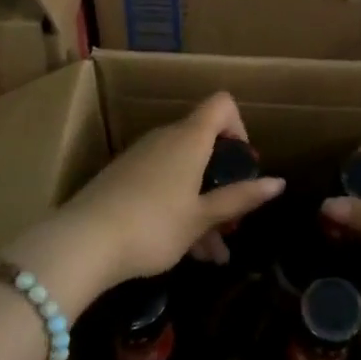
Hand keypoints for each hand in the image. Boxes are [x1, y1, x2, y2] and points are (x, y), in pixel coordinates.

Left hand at [17, 93, 282, 309]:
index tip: (243, 164)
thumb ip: (240, 198)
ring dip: (203, 206)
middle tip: (233, 220)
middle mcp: (165, 138)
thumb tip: (279, 182)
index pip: (222, 104)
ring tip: (214, 255)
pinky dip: (178, 208)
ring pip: (184, 172)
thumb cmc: (153, 225)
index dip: (239, 127)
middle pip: (204, 144)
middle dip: (223, 180)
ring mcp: (141, 158)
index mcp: (189, 139)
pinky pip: (162, 184)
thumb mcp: (201, 217)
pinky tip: (184, 251)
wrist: (82, 242)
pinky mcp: (122, 178)